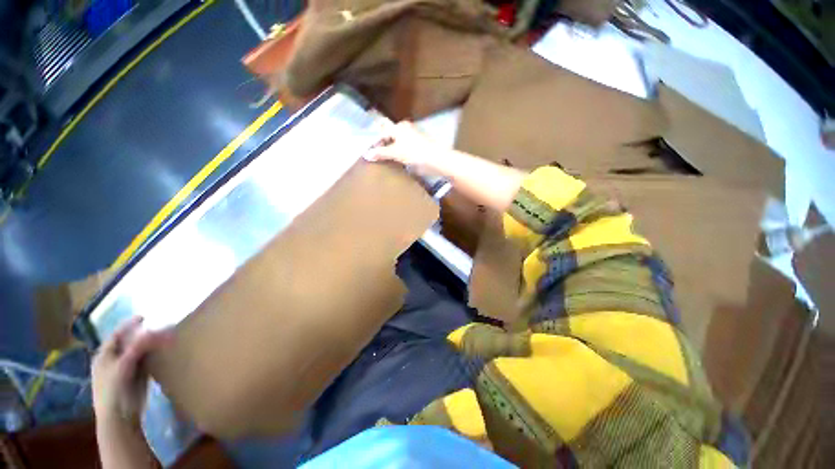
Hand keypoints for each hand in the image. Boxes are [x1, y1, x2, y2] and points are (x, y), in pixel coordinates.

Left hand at [92, 317, 171, 425]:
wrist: (119, 426)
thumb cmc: (115, 391)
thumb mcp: (124, 366)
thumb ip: (139, 347)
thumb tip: (158, 330)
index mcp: (103, 354)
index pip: (117, 334)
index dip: (129, 325)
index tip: (144, 318)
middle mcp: (111, 364)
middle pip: (126, 347)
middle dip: (140, 339)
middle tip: (156, 332)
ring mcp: (122, 380)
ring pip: (135, 361)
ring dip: (146, 354)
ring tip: (159, 346)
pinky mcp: (133, 393)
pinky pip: (141, 375)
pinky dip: (149, 368)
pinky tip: (157, 365)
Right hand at [363, 121, 444, 171]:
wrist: (437, 159)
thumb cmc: (415, 153)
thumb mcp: (395, 153)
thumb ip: (380, 153)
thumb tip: (366, 154)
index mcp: (398, 127)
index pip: (381, 132)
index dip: (374, 142)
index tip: (369, 153)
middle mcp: (405, 127)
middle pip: (389, 134)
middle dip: (382, 142)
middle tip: (375, 154)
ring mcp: (413, 135)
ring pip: (396, 139)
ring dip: (390, 147)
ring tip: (384, 158)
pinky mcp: (419, 143)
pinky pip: (404, 145)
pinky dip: (398, 150)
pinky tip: (397, 159)